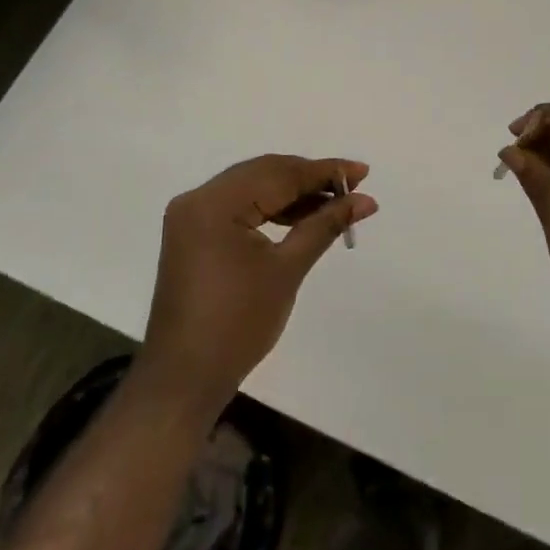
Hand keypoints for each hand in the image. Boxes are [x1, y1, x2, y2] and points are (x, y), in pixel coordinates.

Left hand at [142, 154, 376, 406]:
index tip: (363, 171)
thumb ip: (325, 225)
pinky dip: (271, 209)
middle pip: (264, 174)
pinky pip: (239, 207)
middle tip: (354, 183)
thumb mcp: (287, 269)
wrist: (185, 378)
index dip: (324, 171)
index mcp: (215, 203)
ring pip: (252, 188)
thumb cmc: (238, 324)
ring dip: (293, 194)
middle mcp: (198, 198)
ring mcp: (192, 216)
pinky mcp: (194, 234)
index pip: (278, 174)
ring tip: (336, 202)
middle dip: (310, 178)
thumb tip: (365, 200)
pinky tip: (302, 217)